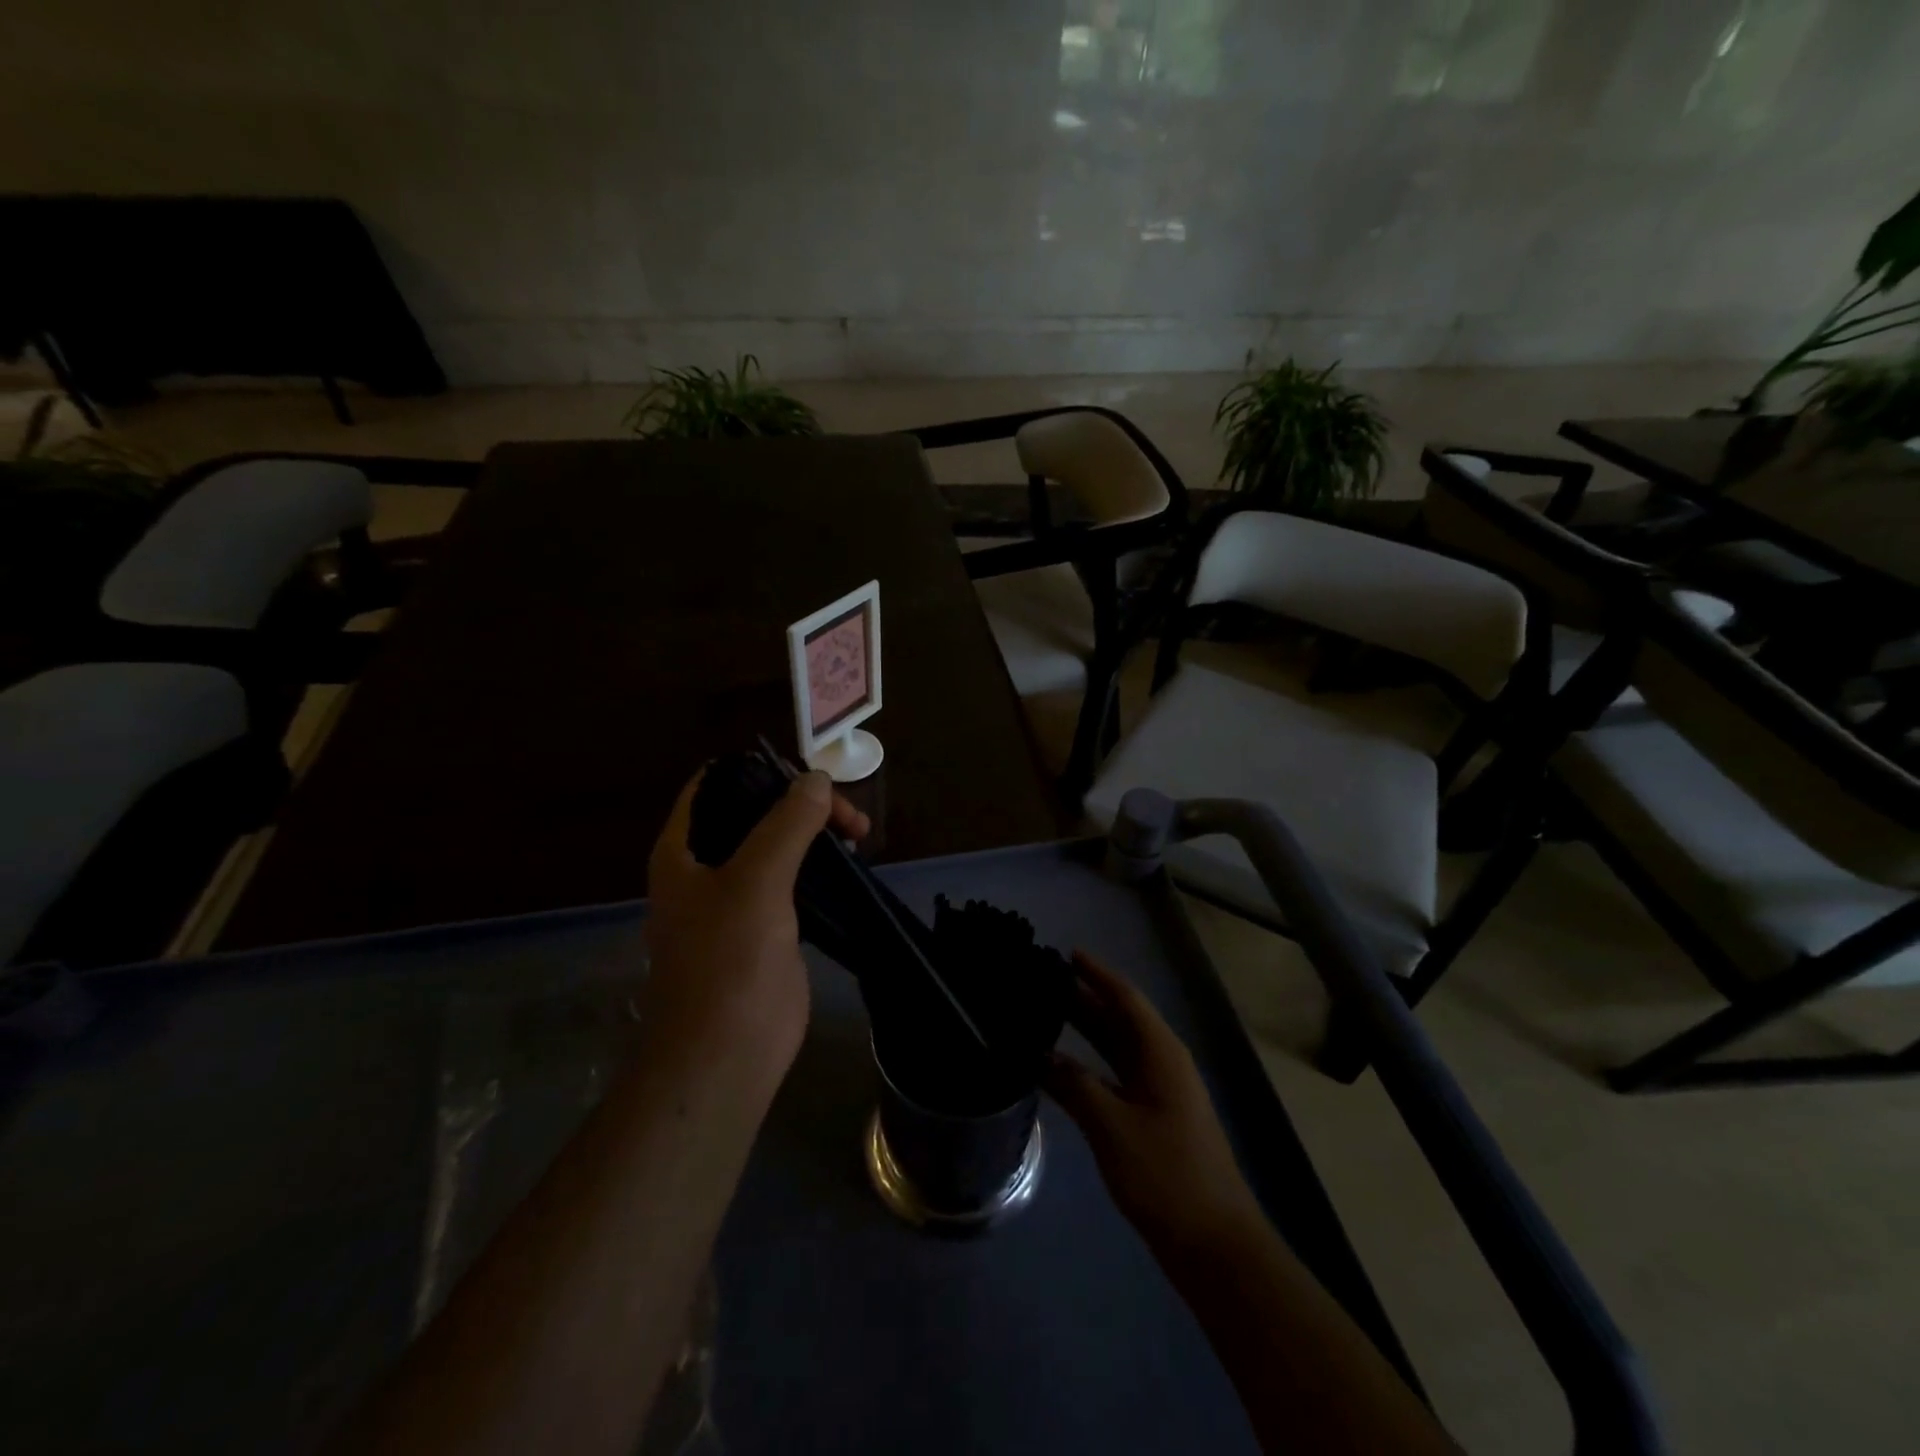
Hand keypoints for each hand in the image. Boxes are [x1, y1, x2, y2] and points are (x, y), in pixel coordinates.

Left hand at [644, 767, 869, 1078]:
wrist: (725, 1055)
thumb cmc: (728, 962)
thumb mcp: (757, 882)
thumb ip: (786, 826)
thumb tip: (818, 779)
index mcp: (683, 851)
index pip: (715, 785)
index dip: (759, 772)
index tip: (809, 777)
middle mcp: (704, 868)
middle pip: (753, 814)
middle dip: (801, 805)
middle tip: (850, 818)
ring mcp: (734, 900)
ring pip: (776, 847)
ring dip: (814, 834)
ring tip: (857, 834)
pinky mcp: (764, 928)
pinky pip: (792, 882)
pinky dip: (818, 867)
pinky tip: (847, 865)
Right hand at [1045, 951, 1260, 1248]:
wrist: (1214, 1245)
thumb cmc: (1166, 1175)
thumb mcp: (1113, 1127)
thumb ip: (1074, 1085)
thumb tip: (1040, 1055)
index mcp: (1160, 1053)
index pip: (1125, 998)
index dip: (1096, 974)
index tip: (1065, 954)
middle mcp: (1161, 1063)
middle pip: (1118, 1019)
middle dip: (1084, 998)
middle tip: (1041, 982)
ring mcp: (1158, 1092)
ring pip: (1115, 1048)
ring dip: (1084, 1030)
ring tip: (1043, 1013)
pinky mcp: (1151, 1118)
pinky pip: (1114, 1076)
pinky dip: (1088, 1065)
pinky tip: (1059, 1068)